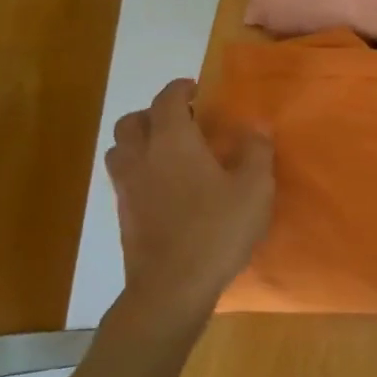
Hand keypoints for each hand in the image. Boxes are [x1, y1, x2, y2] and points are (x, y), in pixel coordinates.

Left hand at [103, 78, 273, 328]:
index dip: (180, 89)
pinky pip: (124, 178)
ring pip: (120, 150)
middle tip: (181, 120)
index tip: (195, 89)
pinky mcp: (124, 216)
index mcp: (173, 143)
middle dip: (153, 113)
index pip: (167, 101)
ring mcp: (127, 189)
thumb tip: (255, 126)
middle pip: (131, 122)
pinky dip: (139, 169)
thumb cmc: (217, 230)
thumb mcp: (254, 188)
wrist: (172, 288)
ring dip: (139, 141)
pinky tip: (165, 186)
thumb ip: (256, 152)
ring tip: (168, 151)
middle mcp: (142, 158)